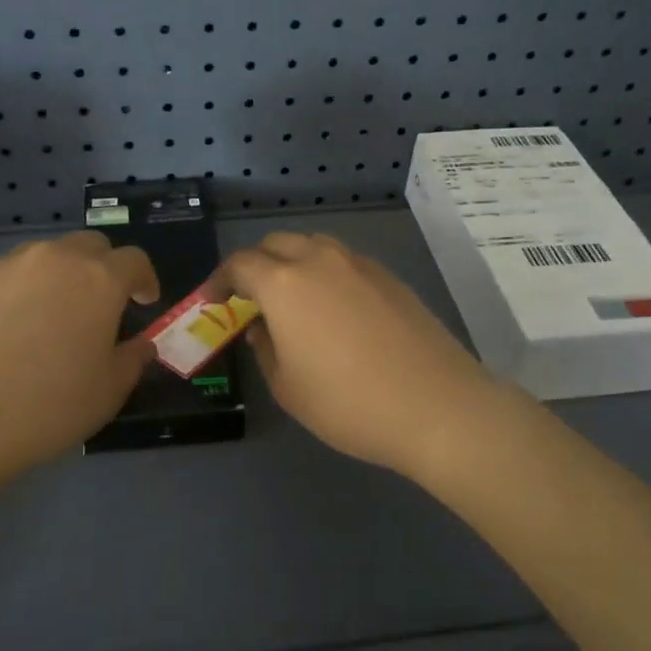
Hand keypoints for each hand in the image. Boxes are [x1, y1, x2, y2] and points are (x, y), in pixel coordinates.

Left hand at [0, 232, 159, 495]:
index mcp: (98, 280)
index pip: (134, 260)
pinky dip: (8, 294)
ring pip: (39, 257)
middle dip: (101, 268)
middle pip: (88, 245)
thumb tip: (141, 344)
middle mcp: (52, 259)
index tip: (143, 302)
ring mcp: (2, 266)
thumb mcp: (108, 393)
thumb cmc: (45, 408)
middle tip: (96, 305)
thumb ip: (133, 359)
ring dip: (53, 278)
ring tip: (42, 318)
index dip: (144, 279)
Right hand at [224, 233, 522, 480]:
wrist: (437, 406)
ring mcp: (360, 264)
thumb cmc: (349, 403)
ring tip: (292, 299)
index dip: (220, 280)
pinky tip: (334, 308)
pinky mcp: (389, 276)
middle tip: (250, 298)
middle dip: (255, 265)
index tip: (213, 301)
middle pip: (276, 244)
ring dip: (292, 263)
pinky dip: (326, 273)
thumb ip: (265, 349)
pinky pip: (344, 261)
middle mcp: (319, 260)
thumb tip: (261, 327)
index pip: (240, 264)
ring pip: (314, 246)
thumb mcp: (289, 388)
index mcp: (284, 284)